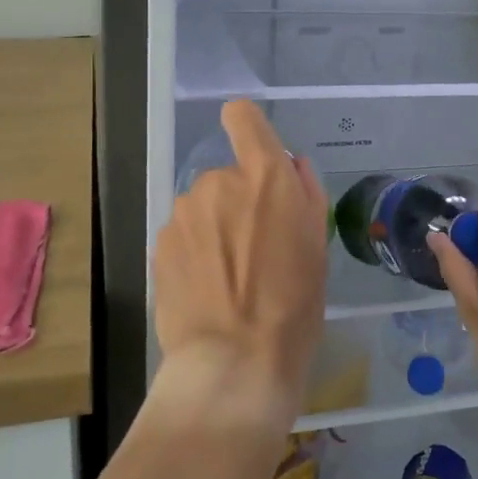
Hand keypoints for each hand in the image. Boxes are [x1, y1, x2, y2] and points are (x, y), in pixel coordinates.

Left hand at [151, 100, 327, 432]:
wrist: (234, 361)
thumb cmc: (293, 305)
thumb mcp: (317, 247)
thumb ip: (305, 193)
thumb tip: (292, 166)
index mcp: (264, 177)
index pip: (242, 117)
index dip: (246, 124)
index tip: (254, 150)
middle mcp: (217, 182)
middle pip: (228, 175)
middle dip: (240, 200)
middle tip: (257, 247)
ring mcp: (183, 212)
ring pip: (204, 207)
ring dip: (216, 226)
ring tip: (231, 275)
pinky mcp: (160, 243)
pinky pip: (186, 233)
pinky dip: (196, 250)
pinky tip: (208, 289)